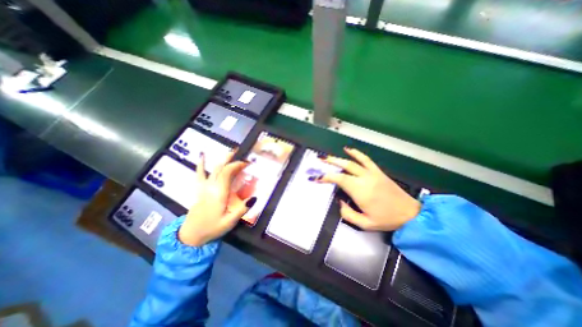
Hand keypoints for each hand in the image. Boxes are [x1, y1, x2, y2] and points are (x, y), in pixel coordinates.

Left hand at [180, 149, 255, 244]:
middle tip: (242, 155)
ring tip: (231, 151)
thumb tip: (255, 197)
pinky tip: (202, 155)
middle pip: (221, 169)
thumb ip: (242, 209)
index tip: (247, 163)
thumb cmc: (212, 228)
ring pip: (214, 169)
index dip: (237, 165)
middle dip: (232, 160)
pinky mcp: (200, 189)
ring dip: (222, 160)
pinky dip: (201, 164)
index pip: (227, 173)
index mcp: (219, 193)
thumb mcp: (229, 222)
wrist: (191, 235)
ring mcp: (204, 187)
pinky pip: (199, 174)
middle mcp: (211, 187)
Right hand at [318, 146, 418, 230]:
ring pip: (352, 162)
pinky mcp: (377, 171)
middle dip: (329, 163)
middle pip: (344, 167)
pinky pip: (365, 159)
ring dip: (338, 158)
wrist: (409, 214)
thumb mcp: (364, 224)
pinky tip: (349, 150)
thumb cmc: (386, 219)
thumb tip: (339, 202)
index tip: (317, 178)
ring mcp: (371, 173)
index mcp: (360, 191)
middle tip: (320, 161)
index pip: (339, 179)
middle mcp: (364, 179)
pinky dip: (356, 153)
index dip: (326, 177)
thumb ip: (348, 214)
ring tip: (328, 157)